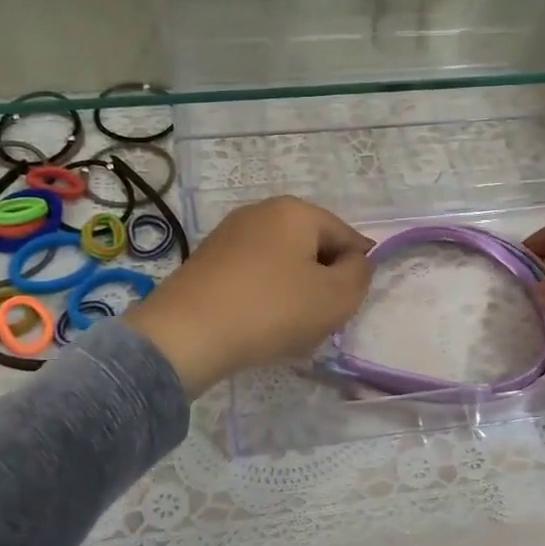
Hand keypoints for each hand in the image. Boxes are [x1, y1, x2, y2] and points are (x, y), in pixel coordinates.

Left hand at [126, 196, 374, 396]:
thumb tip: (354, 262)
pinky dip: (263, 298)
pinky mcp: (208, 260)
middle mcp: (262, 211)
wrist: (185, 335)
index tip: (343, 307)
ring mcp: (230, 234)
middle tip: (317, 320)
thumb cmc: (271, 309)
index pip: (346, 237)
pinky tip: (256, 326)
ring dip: (293, 294)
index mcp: (296, 210)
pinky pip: (253, 276)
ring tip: (285, 328)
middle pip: (313, 249)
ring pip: (283, 264)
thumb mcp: (336, 297)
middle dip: (322, 283)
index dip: (354, 274)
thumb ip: (360, 274)